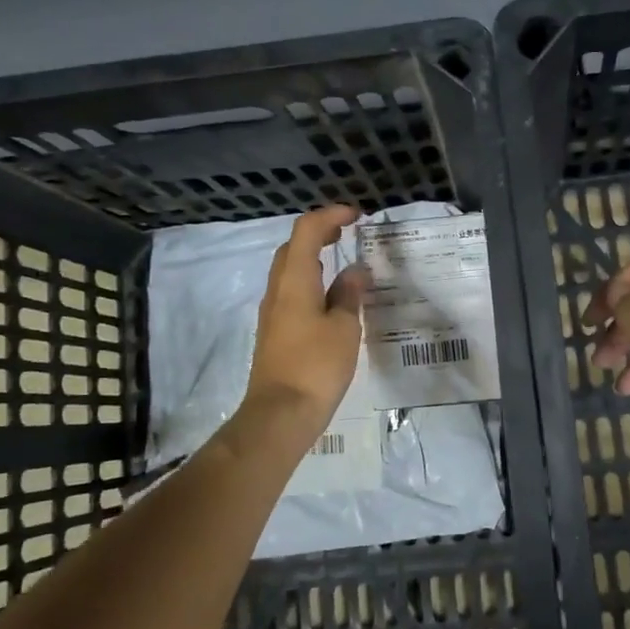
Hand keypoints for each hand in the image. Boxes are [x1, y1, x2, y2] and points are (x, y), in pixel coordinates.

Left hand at [245, 205, 369, 424]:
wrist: (280, 414)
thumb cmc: (316, 366)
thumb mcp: (344, 328)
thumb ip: (349, 295)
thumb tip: (355, 272)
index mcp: (295, 281)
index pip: (307, 231)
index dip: (330, 215)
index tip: (356, 214)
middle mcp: (278, 290)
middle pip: (293, 247)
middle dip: (319, 232)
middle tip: (348, 232)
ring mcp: (273, 311)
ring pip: (289, 270)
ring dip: (313, 256)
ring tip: (341, 260)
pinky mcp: (274, 331)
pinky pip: (291, 291)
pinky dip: (310, 280)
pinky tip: (330, 296)